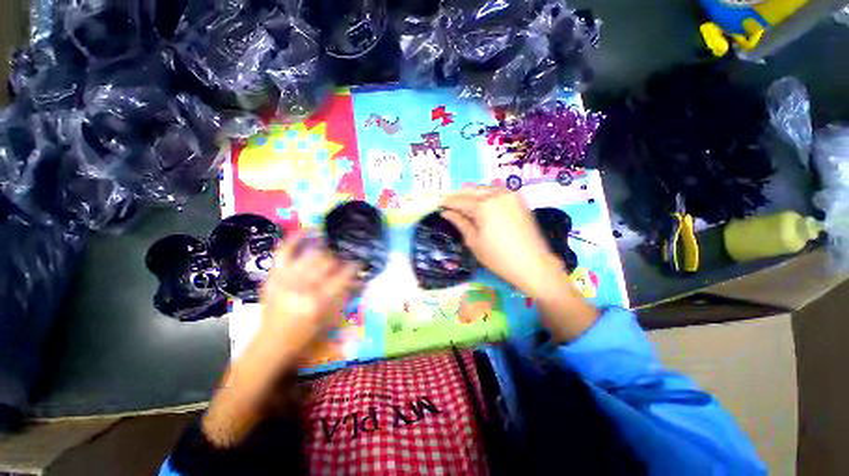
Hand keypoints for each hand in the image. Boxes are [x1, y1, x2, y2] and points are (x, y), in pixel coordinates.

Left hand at [258, 235, 358, 359]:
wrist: (271, 342)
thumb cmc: (305, 334)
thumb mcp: (331, 319)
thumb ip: (346, 296)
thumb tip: (360, 278)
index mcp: (318, 301)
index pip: (343, 275)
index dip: (355, 265)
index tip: (361, 260)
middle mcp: (301, 286)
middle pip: (327, 260)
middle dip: (341, 255)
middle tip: (347, 253)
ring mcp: (285, 278)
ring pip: (311, 253)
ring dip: (326, 245)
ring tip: (334, 242)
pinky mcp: (273, 274)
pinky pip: (284, 250)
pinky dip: (296, 238)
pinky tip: (309, 231)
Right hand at [440, 186, 597, 342]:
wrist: (533, 264)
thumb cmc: (499, 257)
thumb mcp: (474, 241)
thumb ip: (460, 223)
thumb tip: (446, 213)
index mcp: (483, 206)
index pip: (460, 201)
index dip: (447, 202)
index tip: (438, 203)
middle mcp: (496, 195)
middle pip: (472, 191)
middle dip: (458, 195)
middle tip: (448, 202)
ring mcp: (510, 195)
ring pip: (485, 189)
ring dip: (472, 193)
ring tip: (461, 201)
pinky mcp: (518, 200)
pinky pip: (497, 191)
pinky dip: (486, 194)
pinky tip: (480, 200)